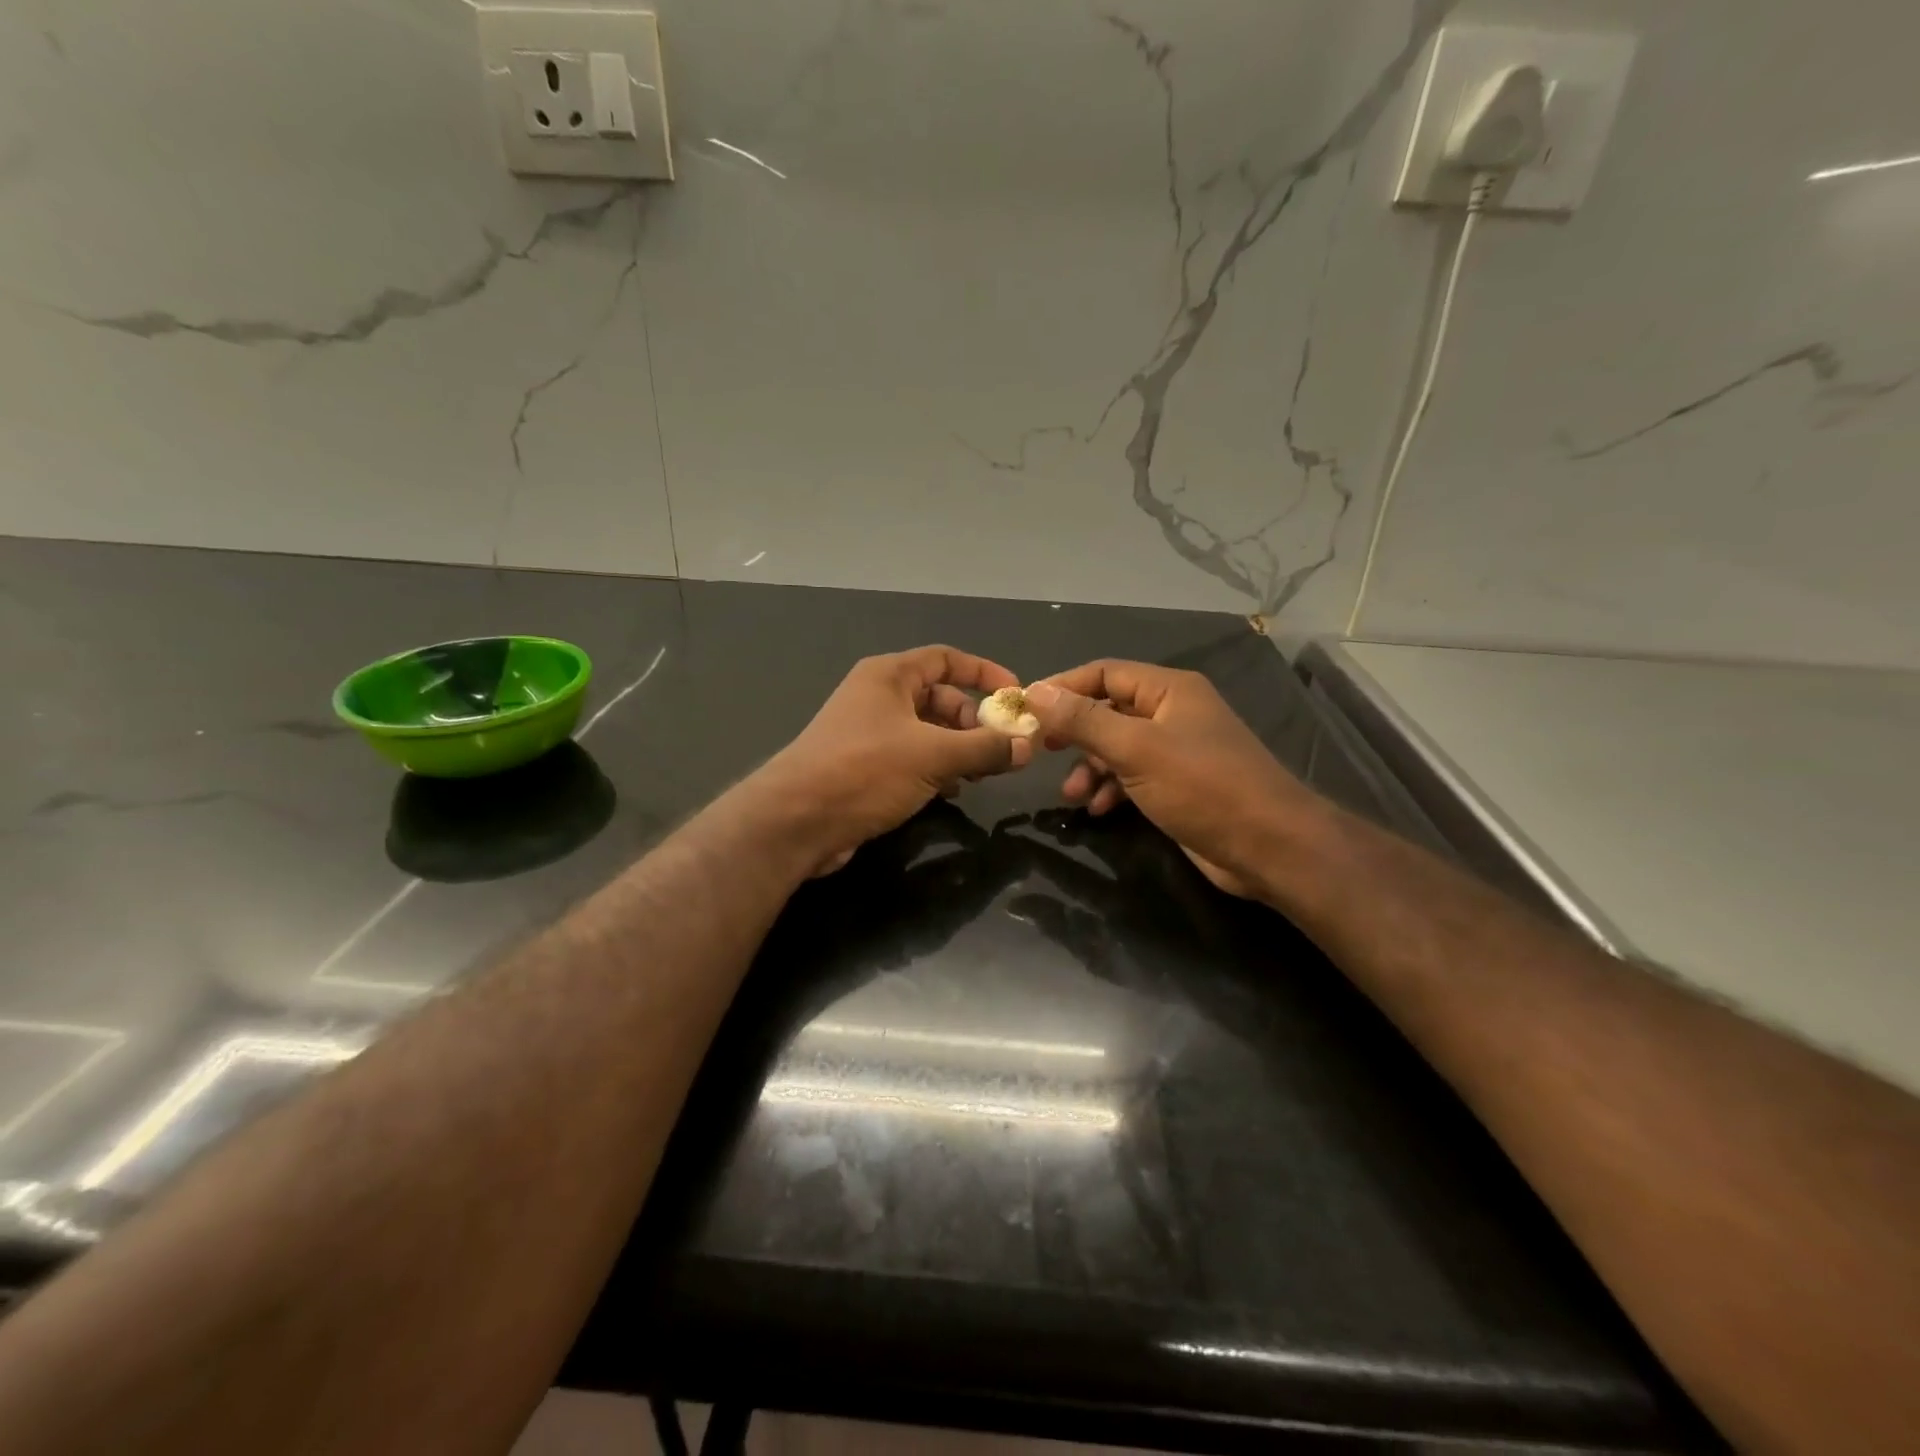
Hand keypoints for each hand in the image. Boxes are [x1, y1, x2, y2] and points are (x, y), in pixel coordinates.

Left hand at [752, 646, 1033, 873]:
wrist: (796, 821)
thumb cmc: (865, 771)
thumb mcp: (933, 755)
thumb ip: (984, 748)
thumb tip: (1028, 746)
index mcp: (889, 676)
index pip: (946, 658)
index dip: (984, 672)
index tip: (1015, 697)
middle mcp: (878, 697)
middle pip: (940, 697)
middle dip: (973, 721)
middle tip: (1001, 750)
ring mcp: (868, 733)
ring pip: (927, 731)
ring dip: (958, 749)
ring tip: (981, 775)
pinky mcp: (863, 767)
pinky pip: (911, 758)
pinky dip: (935, 769)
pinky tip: (950, 792)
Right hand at [1024, 660, 1317, 897]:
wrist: (1269, 846)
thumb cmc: (1202, 787)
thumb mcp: (1135, 749)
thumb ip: (1083, 720)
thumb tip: (1034, 691)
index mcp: (1168, 690)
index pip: (1103, 672)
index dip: (1063, 687)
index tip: (1026, 709)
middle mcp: (1173, 712)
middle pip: (1108, 710)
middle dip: (1075, 733)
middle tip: (1042, 751)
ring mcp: (1178, 750)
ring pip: (1118, 747)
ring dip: (1090, 768)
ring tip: (1072, 796)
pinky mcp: (1180, 784)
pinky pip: (1133, 776)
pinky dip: (1111, 788)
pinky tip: (1098, 809)